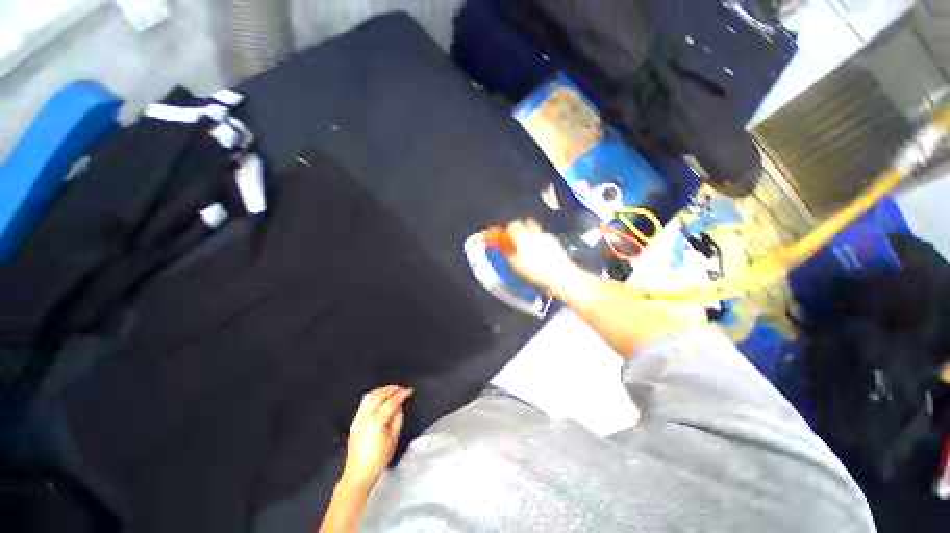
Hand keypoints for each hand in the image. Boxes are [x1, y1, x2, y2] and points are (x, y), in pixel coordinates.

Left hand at [341, 385, 412, 490]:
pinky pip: (364, 402)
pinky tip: (380, 398)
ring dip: (382, 390)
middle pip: (380, 394)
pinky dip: (374, 395)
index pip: (392, 401)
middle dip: (392, 389)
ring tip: (392, 391)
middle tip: (402, 388)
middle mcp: (366, 415)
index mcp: (377, 420)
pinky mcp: (355, 421)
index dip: (402, 394)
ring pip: (370, 395)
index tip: (410, 391)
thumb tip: (399, 405)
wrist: (358, 473)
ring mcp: (358, 417)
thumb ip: (397, 418)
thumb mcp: (393, 438)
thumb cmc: (379, 459)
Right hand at [505, 219, 576, 290]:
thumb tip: (506, 250)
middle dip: (522, 228)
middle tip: (519, 239)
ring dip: (532, 236)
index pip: (513, 225)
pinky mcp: (555, 242)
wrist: (558, 274)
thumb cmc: (535, 270)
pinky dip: (542, 243)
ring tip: (531, 249)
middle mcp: (534, 233)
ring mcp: (546, 236)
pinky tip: (542, 254)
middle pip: (527, 222)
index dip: (509, 230)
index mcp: (523, 237)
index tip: (507, 236)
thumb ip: (509, 254)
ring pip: (536, 231)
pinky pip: (545, 238)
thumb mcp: (515, 265)